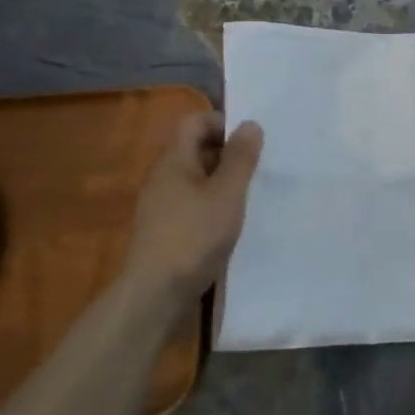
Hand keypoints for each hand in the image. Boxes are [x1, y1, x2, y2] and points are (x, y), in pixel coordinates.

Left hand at [122, 111, 263, 301]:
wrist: (156, 293)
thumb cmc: (195, 235)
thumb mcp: (227, 193)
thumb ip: (241, 158)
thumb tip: (250, 124)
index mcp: (174, 160)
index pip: (195, 121)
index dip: (223, 123)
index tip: (252, 140)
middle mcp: (163, 175)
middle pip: (196, 146)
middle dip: (228, 151)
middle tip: (258, 165)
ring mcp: (161, 202)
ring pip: (196, 174)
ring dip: (223, 177)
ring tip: (250, 192)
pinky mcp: (166, 225)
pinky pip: (193, 198)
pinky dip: (214, 199)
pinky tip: (231, 218)